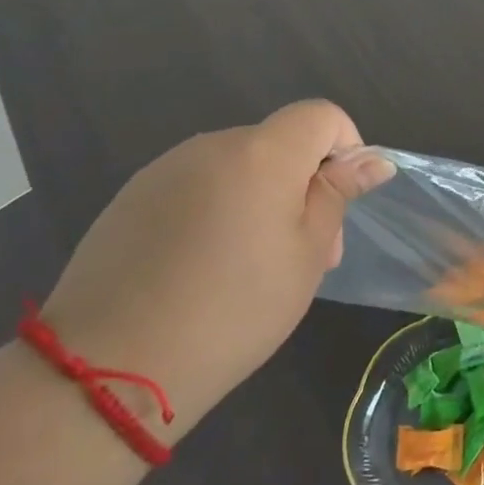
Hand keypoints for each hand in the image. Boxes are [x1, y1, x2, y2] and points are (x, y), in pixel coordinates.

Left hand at [39, 101, 391, 436]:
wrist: (109, 369)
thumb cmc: (234, 309)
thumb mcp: (306, 255)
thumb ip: (337, 195)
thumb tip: (374, 160)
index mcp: (262, 153)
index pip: (321, 115)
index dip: (346, 147)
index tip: (341, 201)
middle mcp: (212, 145)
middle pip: (279, 143)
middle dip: (305, 185)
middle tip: (307, 254)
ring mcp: (165, 170)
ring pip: (238, 167)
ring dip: (262, 199)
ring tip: (253, 268)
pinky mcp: (131, 198)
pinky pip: (197, 187)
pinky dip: (218, 211)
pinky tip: (203, 269)